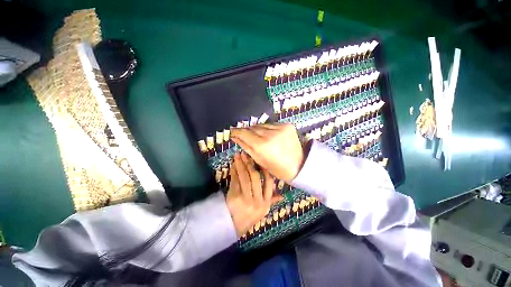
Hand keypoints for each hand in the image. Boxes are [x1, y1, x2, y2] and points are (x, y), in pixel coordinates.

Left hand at [226, 153, 281, 236]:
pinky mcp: (234, 197)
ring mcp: (245, 199)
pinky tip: (233, 165)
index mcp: (266, 202)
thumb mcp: (263, 209)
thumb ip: (272, 200)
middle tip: (246, 153)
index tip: (260, 160)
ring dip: (241, 165)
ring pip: (244, 177)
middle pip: (255, 177)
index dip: (265, 170)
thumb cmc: (249, 215)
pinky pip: (234, 181)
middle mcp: (257, 200)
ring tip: (238, 155)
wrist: (233, 227)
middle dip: (250, 164)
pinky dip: (234, 172)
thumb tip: (282, 195)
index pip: (268, 182)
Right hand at [231, 124, 304, 182]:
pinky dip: (267, 129)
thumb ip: (246, 147)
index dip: (237, 131)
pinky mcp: (287, 125)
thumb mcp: (259, 160)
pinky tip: (269, 135)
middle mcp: (271, 134)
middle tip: (245, 136)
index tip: (232, 131)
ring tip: (258, 137)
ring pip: (262, 125)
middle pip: (253, 128)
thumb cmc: (277, 168)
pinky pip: (271, 125)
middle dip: (247, 131)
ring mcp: (280, 128)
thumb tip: (235, 137)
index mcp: (263, 146)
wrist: (299, 165)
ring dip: (257, 130)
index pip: (244, 133)